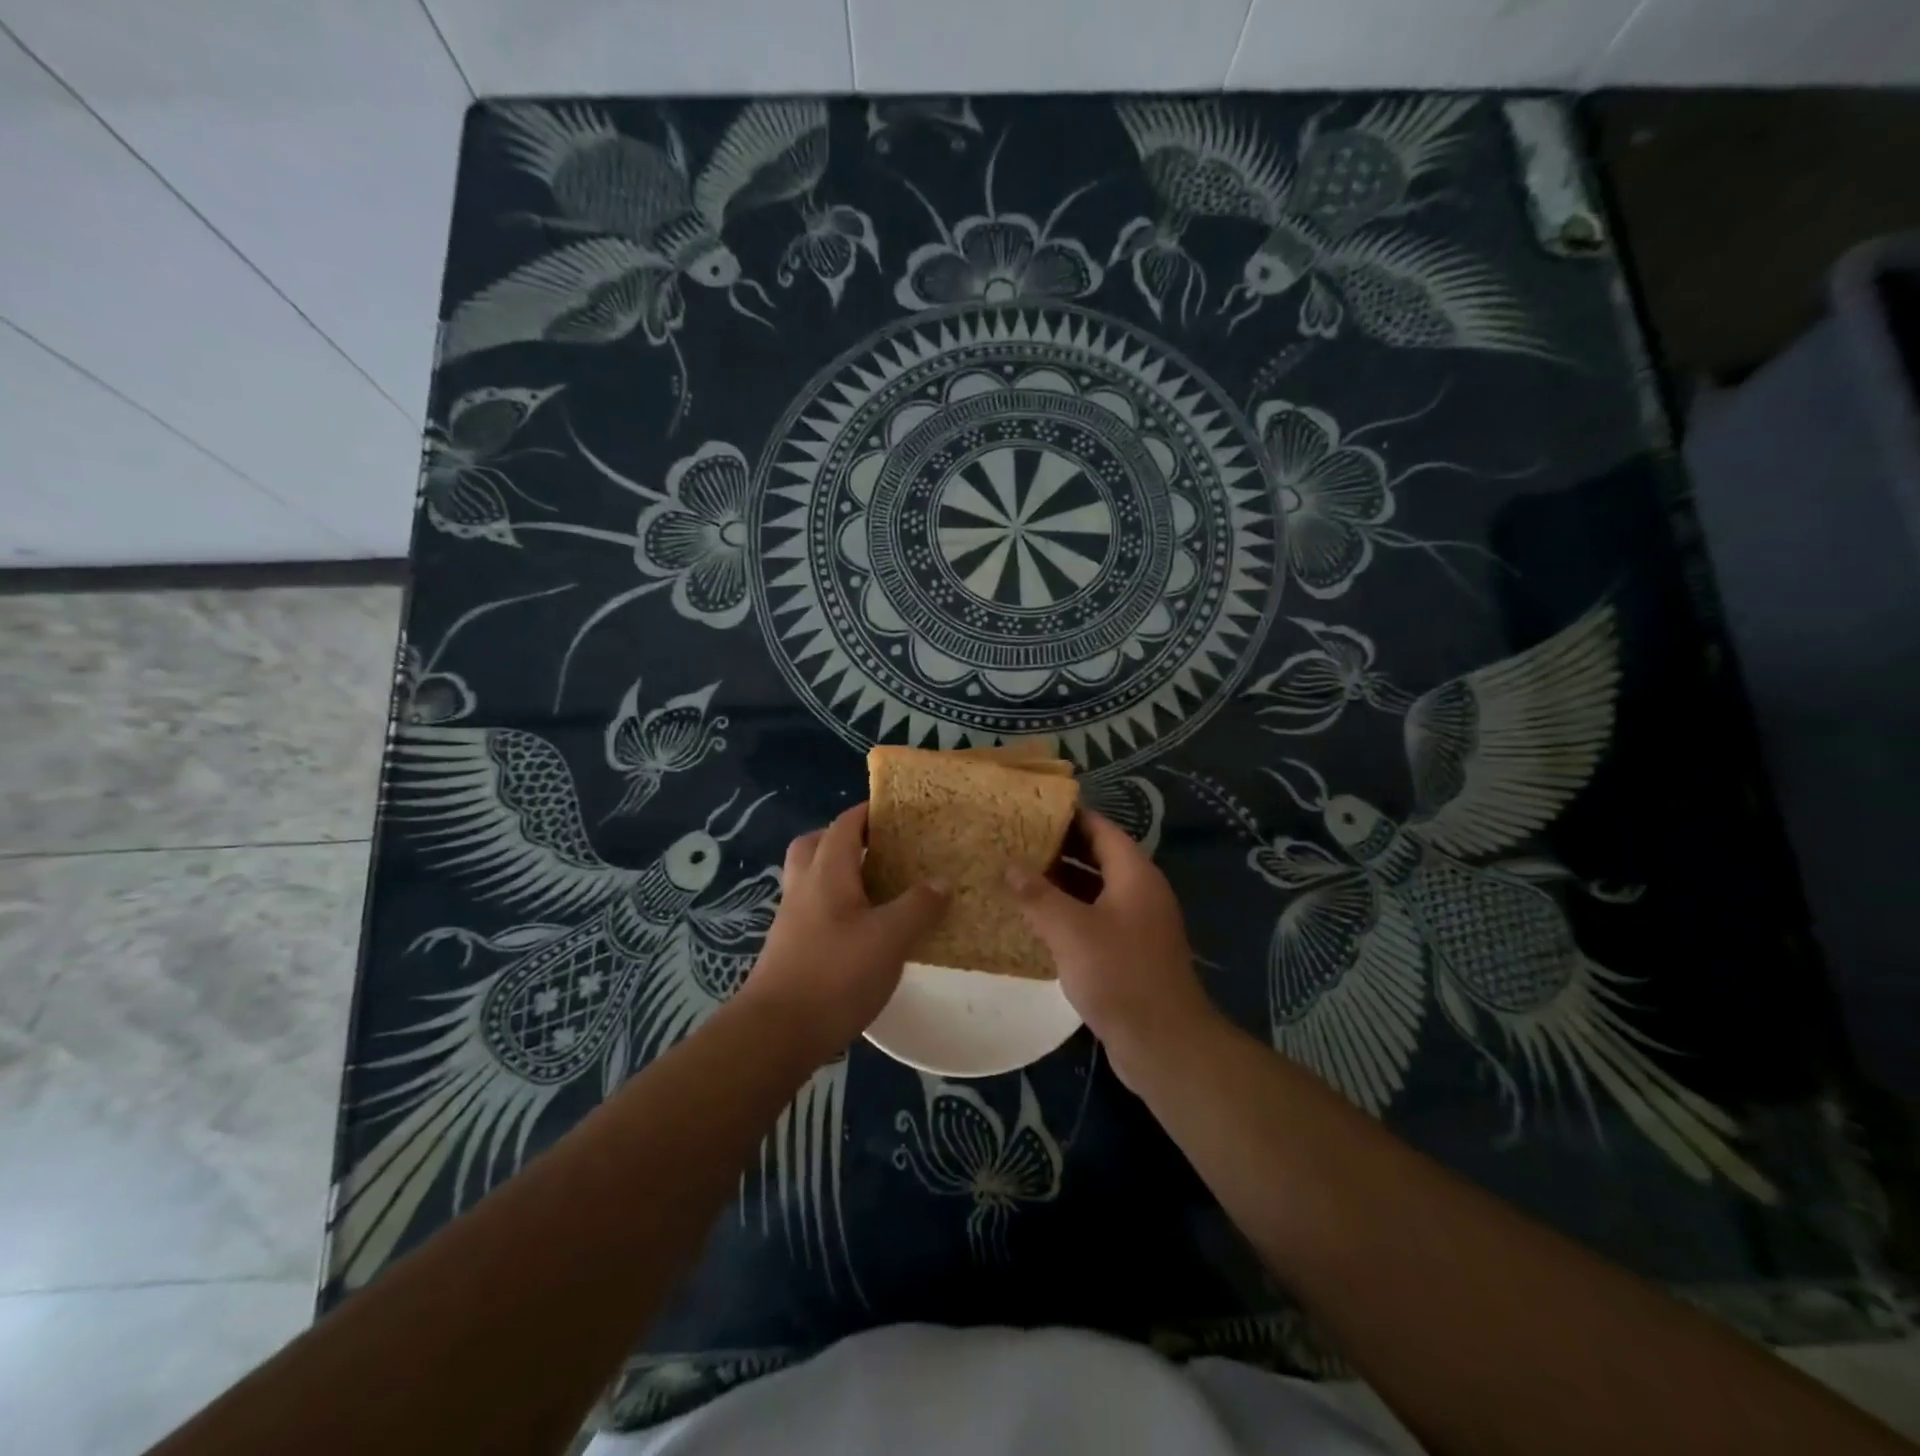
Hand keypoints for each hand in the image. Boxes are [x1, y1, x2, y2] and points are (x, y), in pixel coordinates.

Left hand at [742, 803, 948, 1055]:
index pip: (845, 825)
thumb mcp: (890, 939)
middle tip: (881, 848)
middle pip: (817, 845)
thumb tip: (941, 881)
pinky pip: (815, 909)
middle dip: (847, 838)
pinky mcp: (791, 948)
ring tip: (879, 888)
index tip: (899, 812)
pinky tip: (864, 930)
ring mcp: (793, 919)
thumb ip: (918, 907)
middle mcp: (804, 887)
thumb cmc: (836, 975)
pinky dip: (837, 906)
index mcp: (827, 872)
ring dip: (840, 873)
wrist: (777, 1034)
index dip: (868, 812)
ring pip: (813, 878)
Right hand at [1007, 810, 1219, 1087]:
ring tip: (1017, 876)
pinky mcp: (1130, 953)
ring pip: (1094, 890)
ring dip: (1060, 883)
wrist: (1163, 1043)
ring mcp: (1137, 924)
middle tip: (1015, 841)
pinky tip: (1036, 921)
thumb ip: (1038, 895)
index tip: (1031, 809)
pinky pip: (1095, 919)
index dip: (1068, 816)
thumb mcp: (1071, 930)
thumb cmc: (1118, 974)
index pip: (1100, 829)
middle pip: (1098, 857)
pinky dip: (1068, 913)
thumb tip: (1010, 866)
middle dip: (1058, 848)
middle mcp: (1140, 892)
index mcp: (1134, 874)